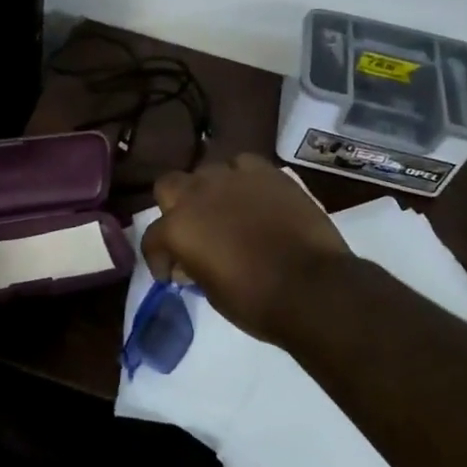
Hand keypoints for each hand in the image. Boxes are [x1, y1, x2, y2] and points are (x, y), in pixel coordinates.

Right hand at [140, 154, 349, 344]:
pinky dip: (242, 179)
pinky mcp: (267, 172)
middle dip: (174, 206)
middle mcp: (198, 194)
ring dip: (209, 191)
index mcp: (178, 227)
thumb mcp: (211, 293)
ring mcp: (233, 177)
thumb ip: (193, 268)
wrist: (313, 288)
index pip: (152, 238)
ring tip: (224, 211)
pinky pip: (244, 165)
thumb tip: (189, 262)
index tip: (170, 274)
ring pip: (207, 171)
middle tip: (191, 230)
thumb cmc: (257, 301)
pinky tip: (252, 196)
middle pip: (169, 186)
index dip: (159, 259)